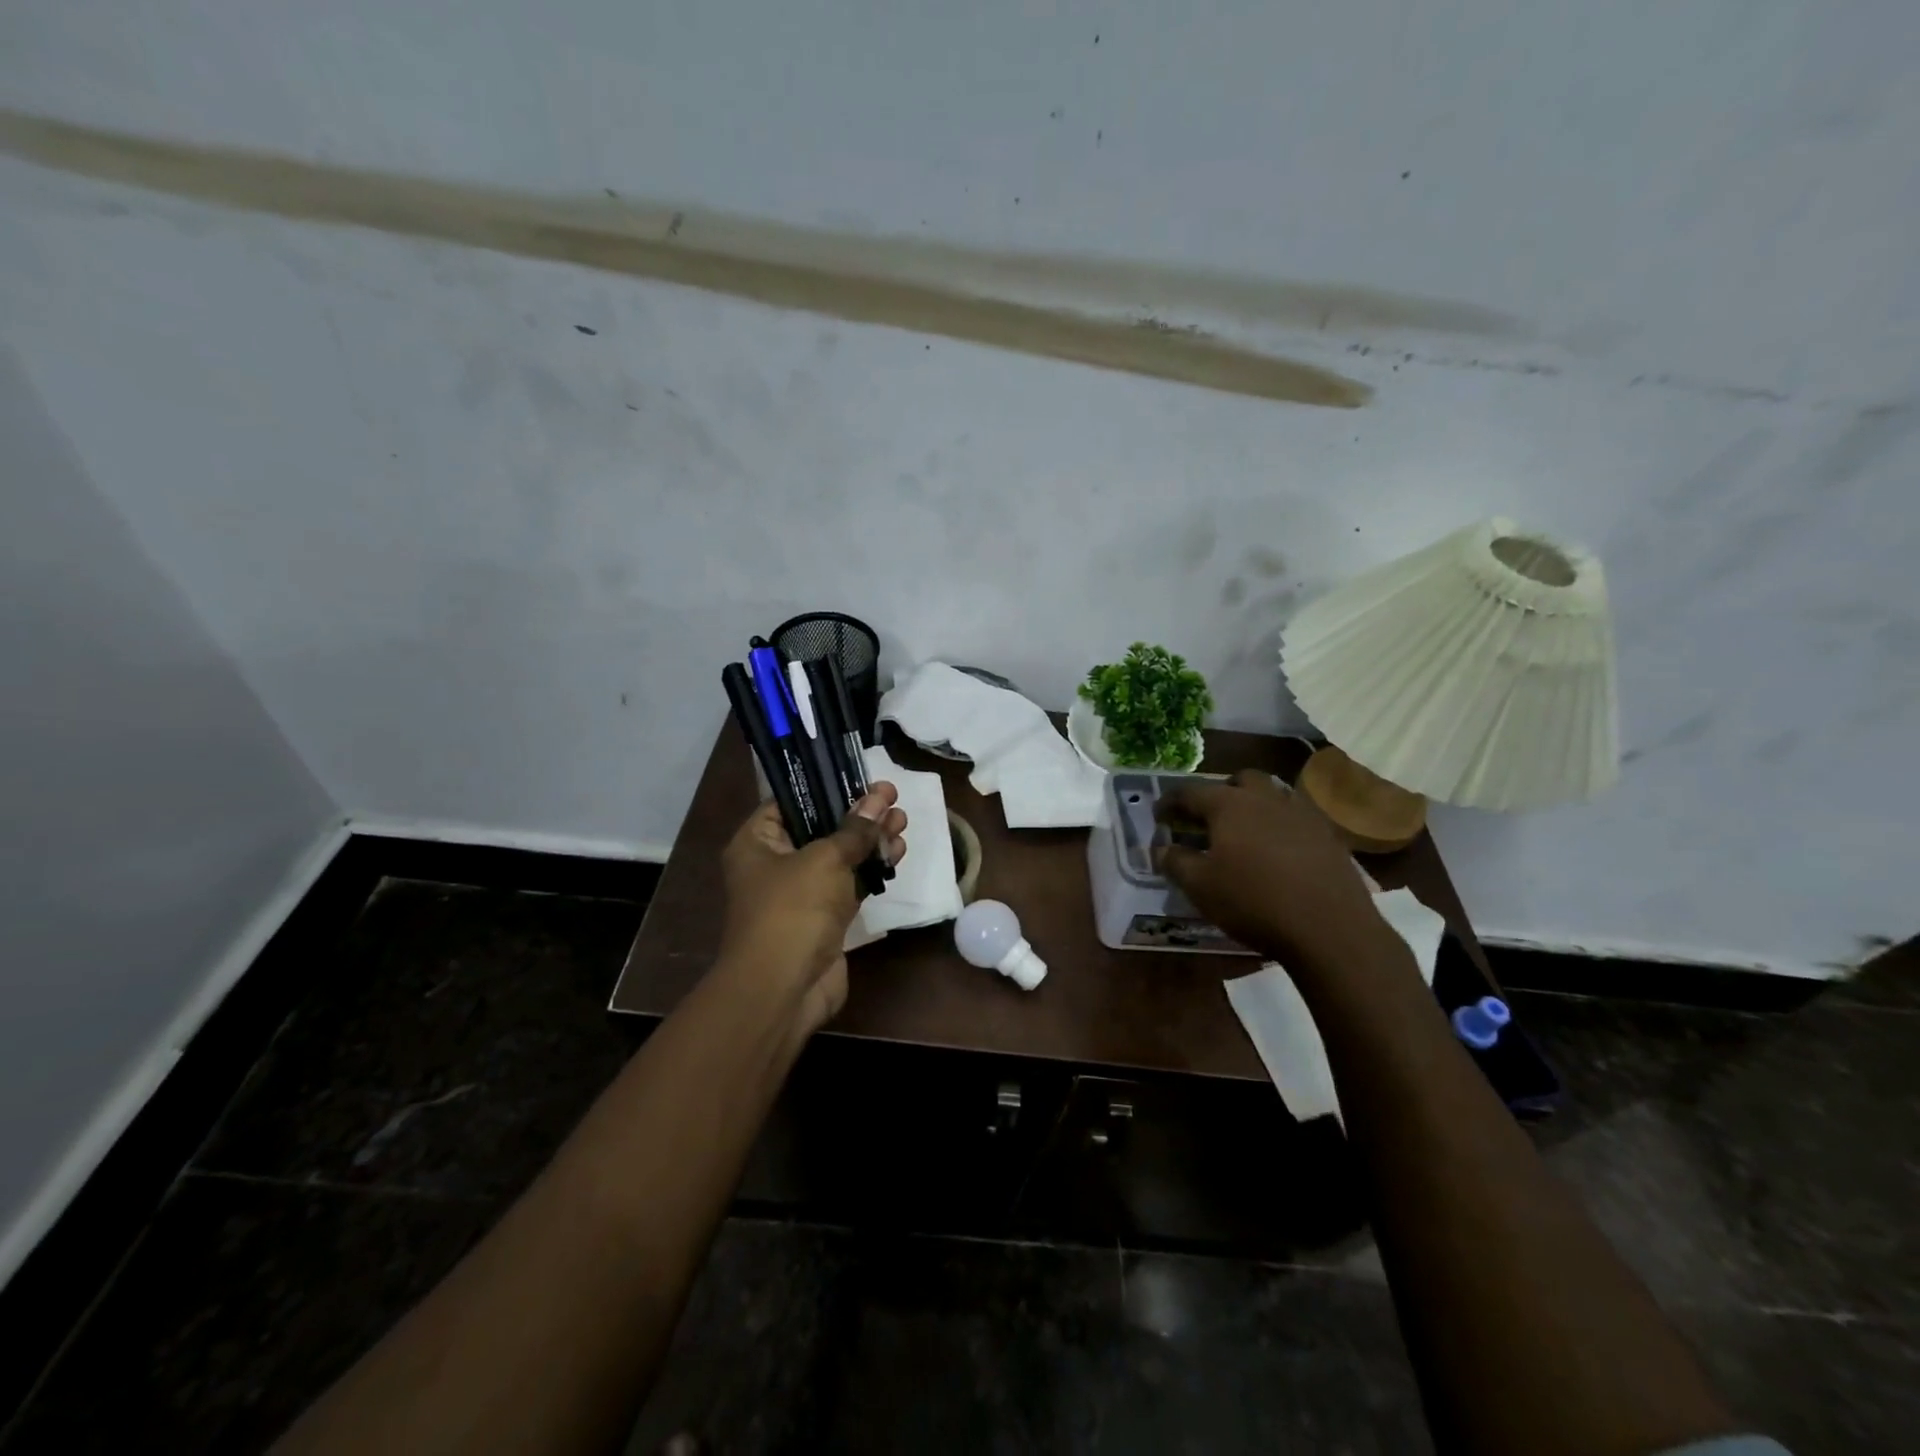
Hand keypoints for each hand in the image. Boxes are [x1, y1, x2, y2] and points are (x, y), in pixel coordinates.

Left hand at [718, 785, 907, 1036]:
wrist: (783, 989)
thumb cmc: (793, 909)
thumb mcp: (825, 859)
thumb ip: (855, 829)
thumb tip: (880, 797)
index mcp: (757, 842)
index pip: (790, 802)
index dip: (825, 787)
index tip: (860, 776)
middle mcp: (774, 863)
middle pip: (820, 827)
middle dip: (858, 814)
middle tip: (892, 796)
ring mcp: (800, 893)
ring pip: (840, 856)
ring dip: (871, 840)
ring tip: (903, 821)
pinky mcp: (824, 918)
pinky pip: (850, 884)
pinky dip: (871, 869)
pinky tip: (897, 853)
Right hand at [1154, 769, 1386, 970]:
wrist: (1330, 929)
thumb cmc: (1253, 902)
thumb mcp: (1200, 887)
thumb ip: (1175, 862)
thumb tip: (1161, 848)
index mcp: (1229, 805)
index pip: (1190, 792)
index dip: (1170, 802)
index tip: (1158, 815)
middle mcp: (1265, 798)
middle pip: (1239, 780)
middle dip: (1220, 793)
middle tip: (1209, 818)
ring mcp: (1302, 813)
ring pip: (1272, 795)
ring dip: (1254, 806)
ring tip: (1244, 834)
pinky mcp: (1328, 835)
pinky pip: (1297, 818)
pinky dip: (1280, 826)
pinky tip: (1278, 853)